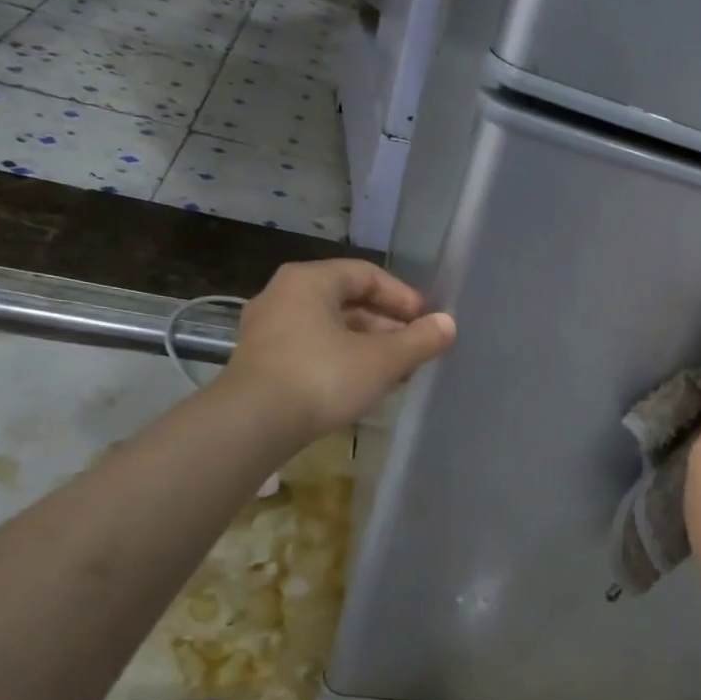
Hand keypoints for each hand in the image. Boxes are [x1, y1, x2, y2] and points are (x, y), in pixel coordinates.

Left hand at [217, 260, 455, 439]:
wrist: (252, 425)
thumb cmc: (322, 377)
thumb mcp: (382, 360)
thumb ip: (419, 340)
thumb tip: (448, 324)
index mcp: (310, 281)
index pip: (367, 274)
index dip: (403, 296)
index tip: (428, 322)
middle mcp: (284, 296)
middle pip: (348, 301)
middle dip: (387, 325)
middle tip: (416, 349)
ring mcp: (268, 330)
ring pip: (331, 328)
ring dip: (368, 346)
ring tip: (396, 372)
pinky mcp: (262, 363)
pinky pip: (313, 349)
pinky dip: (343, 360)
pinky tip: (363, 385)